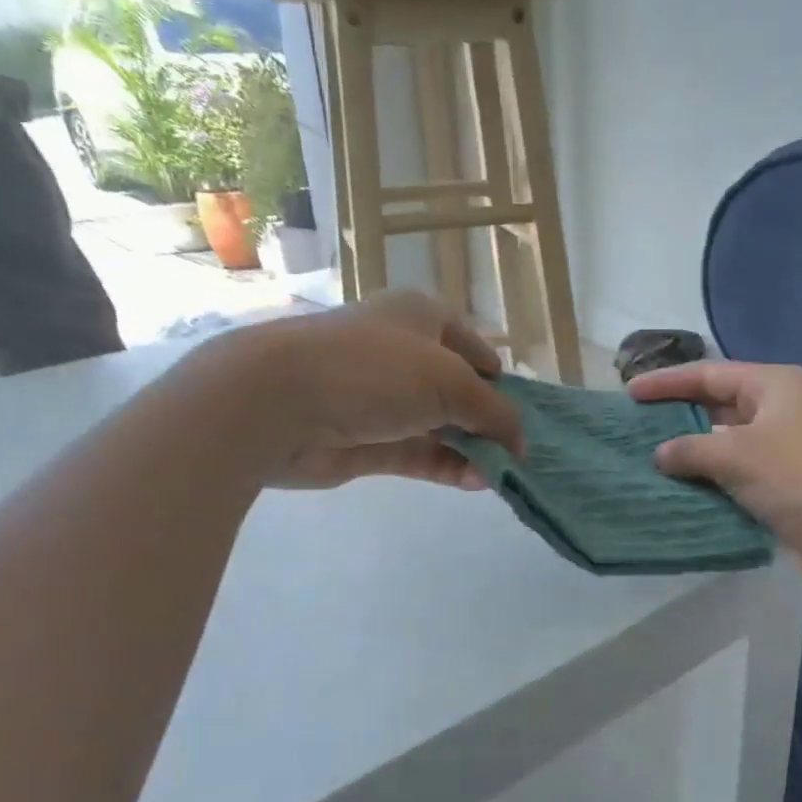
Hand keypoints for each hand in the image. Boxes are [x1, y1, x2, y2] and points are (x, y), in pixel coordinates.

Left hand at [219, 293, 523, 489]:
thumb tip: (520, 442)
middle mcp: (402, 354)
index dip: (501, 380)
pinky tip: (474, 482)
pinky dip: (447, 467)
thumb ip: (494, 412)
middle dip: (488, 421)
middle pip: (459, 391)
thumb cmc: (374, 370)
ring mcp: (381, 400)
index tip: (524, 415)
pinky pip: (418, 454)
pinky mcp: (366, 440)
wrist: (277, 403)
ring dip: (471, 450)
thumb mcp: (451, 380)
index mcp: (422, 318)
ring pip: (439, 427)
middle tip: (517, 453)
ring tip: (500, 474)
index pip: (475, 348)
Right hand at [628, 362, 801, 587]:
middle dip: (676, 420)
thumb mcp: (739, 454)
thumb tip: (660, 454)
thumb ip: (692, 449)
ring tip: (644, 464)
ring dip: (690, 458)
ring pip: (724, 448)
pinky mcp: (783, 489)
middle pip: (716, 409)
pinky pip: (735, 480)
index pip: (709, 374)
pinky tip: (676, 495)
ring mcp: (782, 453)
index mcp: (773, 386)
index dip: (667, 382)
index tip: (629, 393)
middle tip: (633, 429)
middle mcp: (778, 413)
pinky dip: (708, 486)